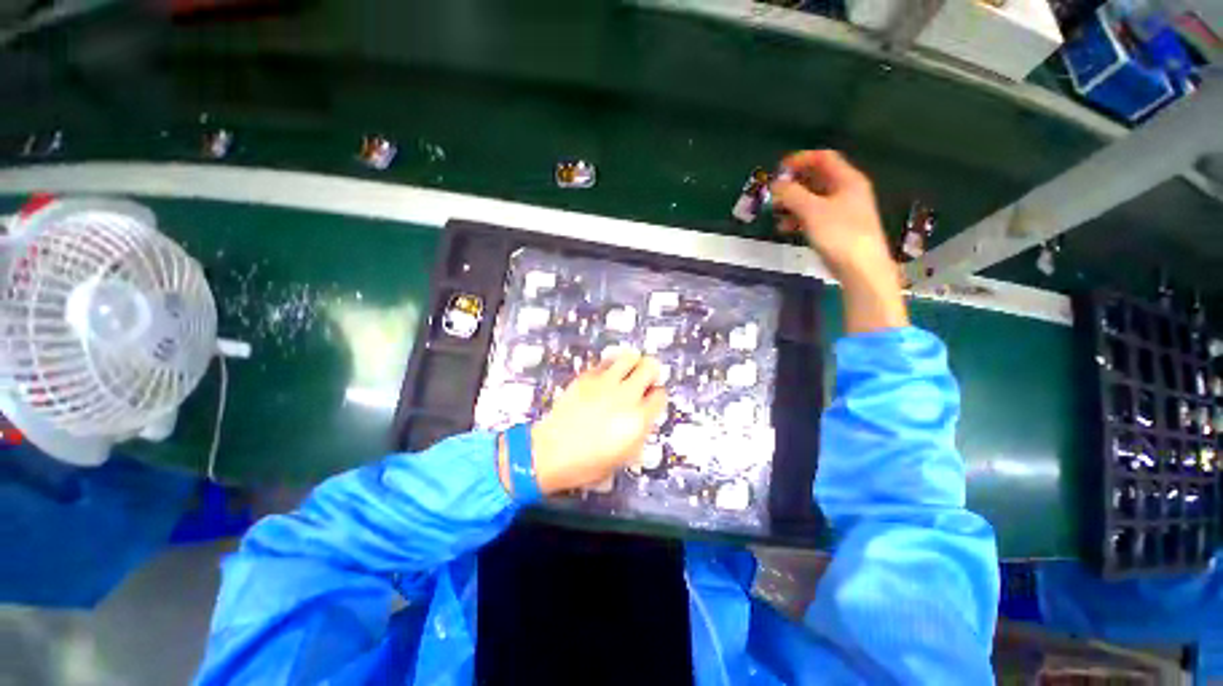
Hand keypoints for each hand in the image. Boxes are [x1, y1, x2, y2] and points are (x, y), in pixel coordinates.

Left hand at [510, 353, 667, 494]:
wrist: (550, 453)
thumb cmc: (589, 463)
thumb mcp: (625, 456)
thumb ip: (640, 431)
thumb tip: (645, 415)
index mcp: (638, 419)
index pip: (660, 394)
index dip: (657, 396)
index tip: (651, 399)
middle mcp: (625, 395)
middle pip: (650, 366)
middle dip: (651, 372)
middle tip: (644, 381)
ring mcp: (605, 383)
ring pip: (629, 357)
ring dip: (632, 364)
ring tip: (627, 373)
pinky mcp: (586, 377)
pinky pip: (605, 362)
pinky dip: (610, 367)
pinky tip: (605, 379)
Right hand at [770, 150, 908, 333]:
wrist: (861, 267)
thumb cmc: (839, 234)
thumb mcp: (812, 211)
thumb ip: (792, 195)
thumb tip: (775, 184)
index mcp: (847, 180)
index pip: (823, 158)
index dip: (800, 159)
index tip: (778, 169)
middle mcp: (847, 191)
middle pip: (817, 178)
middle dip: (794, 184)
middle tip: (774, 192)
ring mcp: (843, 210)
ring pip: (814, 199)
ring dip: (793, 203)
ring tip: (776, 212)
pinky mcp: (837, 228)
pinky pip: (814, 216)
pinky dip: (799, 218)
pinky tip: (785, 228)